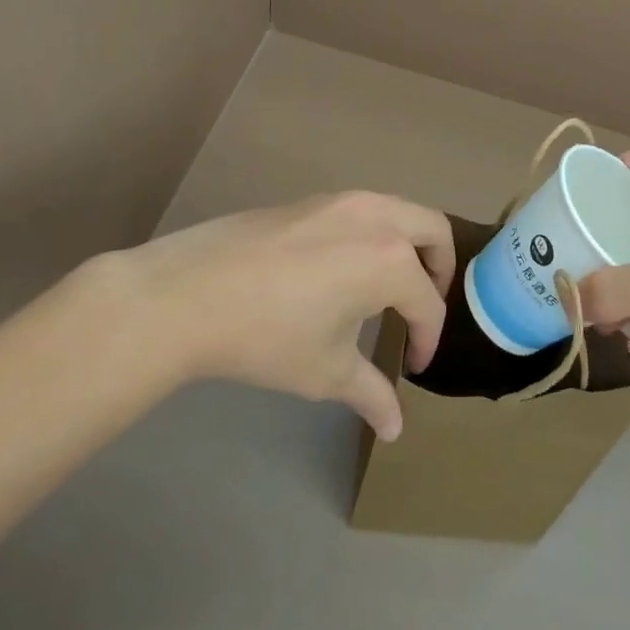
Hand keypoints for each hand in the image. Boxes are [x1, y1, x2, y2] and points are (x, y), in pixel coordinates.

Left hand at [92, 192, 452, 440]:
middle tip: (423, 307)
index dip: (426, 340)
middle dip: (440, 269)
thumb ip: (371, 394)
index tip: (412, 367)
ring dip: (409, 244)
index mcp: (390, 261)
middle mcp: (377, 218)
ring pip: (400, 210)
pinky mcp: (312, 200)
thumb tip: (395, 429)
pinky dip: (375, 233)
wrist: (188, 294)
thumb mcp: (326, 371)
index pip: (428, 304)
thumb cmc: (268, 336)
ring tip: (389, 286)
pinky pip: (364, 209)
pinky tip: (344, 269)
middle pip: (434, 230)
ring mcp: (343, 201)